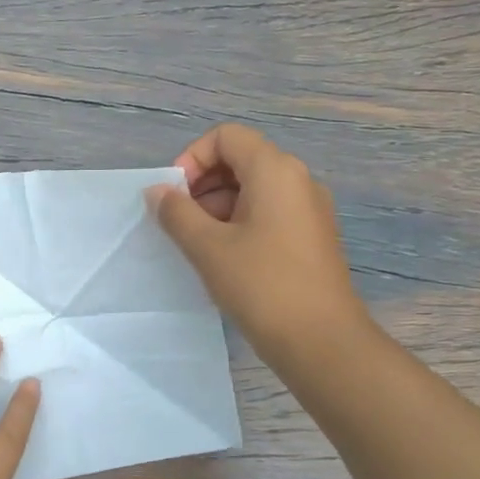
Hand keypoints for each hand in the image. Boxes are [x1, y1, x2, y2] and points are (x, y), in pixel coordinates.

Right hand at [147, 124, 369, 358]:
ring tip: (199, 245)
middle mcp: (298, 180)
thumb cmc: (262, 285)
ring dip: (218, 206)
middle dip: (203, 184)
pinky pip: (269, 212)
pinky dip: (240, 223)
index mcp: (275, 171)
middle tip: (181, 222)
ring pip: (253, 188)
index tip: (175, 195)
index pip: (227, 137)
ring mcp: (309, 209)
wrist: (322, 341)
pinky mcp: (311, 237)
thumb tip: (157, 192)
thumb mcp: (207, 247)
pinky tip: (224, 259)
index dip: (193, 158)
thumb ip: (176, 213)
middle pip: (241, 159)